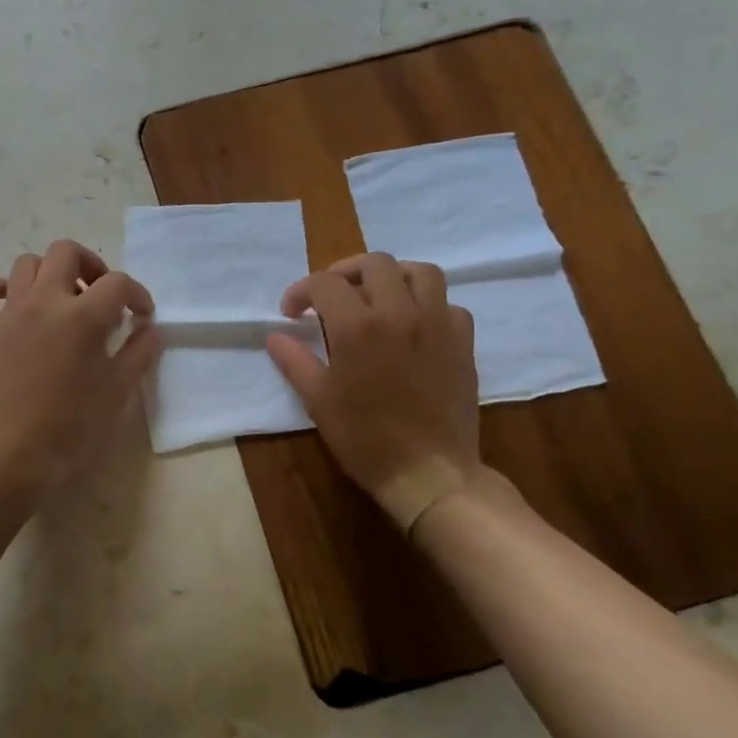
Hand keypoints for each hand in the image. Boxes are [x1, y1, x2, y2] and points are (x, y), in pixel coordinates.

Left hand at [0, 240, 160, 494]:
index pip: (117, 283)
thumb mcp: (118, 390)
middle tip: (99, 293)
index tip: (141, 316)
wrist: (17, 455)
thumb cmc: (74, 426)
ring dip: (49, 273)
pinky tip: (13, 304)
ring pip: (26, 264)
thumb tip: (150, 329)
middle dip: (90, 265)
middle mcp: (44, 302)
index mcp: (83, 316)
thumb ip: (138, 352)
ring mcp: (10, 313)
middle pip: (66, 252)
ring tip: (61, 300)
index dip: (136, 294)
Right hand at [266, 253, 481, 532]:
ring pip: (420, 272)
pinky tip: (414, 324)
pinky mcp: (463, 343)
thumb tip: (275, 336)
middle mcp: (400, 313)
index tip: (291, 313)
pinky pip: (449, 304)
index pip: (324, 283)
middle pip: (374, 264)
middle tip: (330, 296)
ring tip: (376, 295)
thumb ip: (294, 360)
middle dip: (344, 272)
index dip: (301, 292)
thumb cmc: (365, 439)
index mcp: (358, 326)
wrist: (429, 473)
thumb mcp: (318, 400)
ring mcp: (437, 324)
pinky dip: (428, 304)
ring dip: (393, 275)